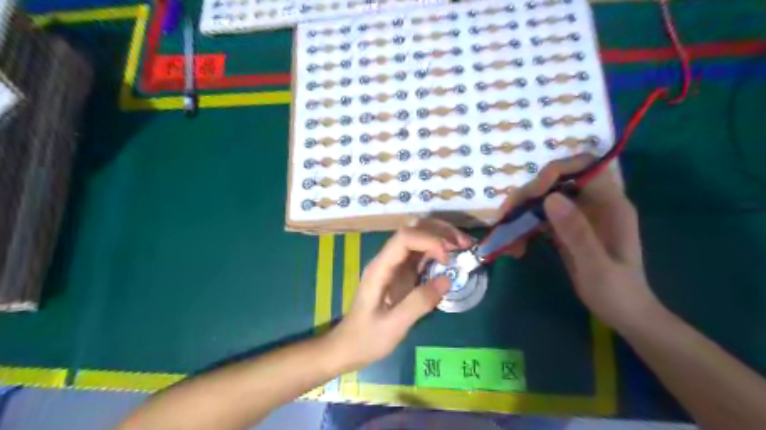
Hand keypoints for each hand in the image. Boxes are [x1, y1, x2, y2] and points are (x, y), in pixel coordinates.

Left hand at [328, 220, 473, 366]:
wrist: (349, 346)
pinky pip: (421, 254)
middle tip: (465, 244)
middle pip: (413, 231)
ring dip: (441, 238)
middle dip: (440, 232)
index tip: (447, 258)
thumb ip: (419, 302)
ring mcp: (394, 265)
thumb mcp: (394, 326)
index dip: (428, 240)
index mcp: (380, 268)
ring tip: (464, 246)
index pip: (404, 238)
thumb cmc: (367, 337)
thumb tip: (448, 280)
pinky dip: (438, 251)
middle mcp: (387, 260)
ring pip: (418, 238)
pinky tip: (452, 259)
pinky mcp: (401, 273)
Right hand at [504, 158, 664, 332]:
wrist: (623, 314)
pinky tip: (516, 247)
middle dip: (528, 195)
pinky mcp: (566, 229)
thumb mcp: (596, 266)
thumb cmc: (617, 292)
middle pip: (556, 181)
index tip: (533, 193)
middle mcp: (593, 203)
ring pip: (543, 199)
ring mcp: (578, 216)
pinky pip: (540, 218)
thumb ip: (576, 232)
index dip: (556, 171)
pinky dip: (524, 228)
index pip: (584, 166)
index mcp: (610, 204)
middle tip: (507, 217)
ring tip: (506, 235)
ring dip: (521, 213)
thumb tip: (550, 197)